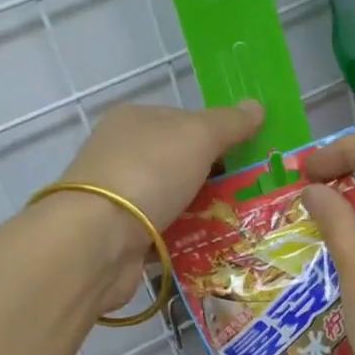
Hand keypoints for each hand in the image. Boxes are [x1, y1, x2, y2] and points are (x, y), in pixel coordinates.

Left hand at [53, 99, 265, 314]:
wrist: (97, 240)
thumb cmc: (148, 173)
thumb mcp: (197, 136)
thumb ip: (229, 122)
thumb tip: (257, 106)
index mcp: (134, 120)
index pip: (184, 121)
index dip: (218, 135)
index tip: (248, 157)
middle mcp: (121, 154)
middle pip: (180, 162)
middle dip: (214, 179)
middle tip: (250, 195)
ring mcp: (118, 197)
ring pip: (173, 200)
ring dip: (202, 213)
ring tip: (241, 225)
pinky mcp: (120, 236)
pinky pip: (163, 234)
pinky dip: (184, 240)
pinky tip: (211, 248)